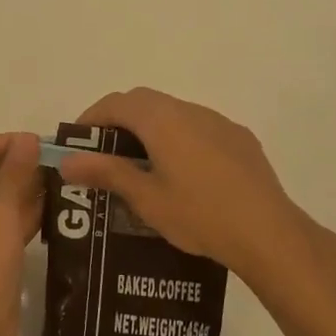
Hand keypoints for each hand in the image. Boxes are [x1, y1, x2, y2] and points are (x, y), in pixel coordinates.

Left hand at [0, 129, 43, 335]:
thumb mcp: (1, 216)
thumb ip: (15, 174)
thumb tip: (27, 138)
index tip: (28, 151)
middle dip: (15, 159)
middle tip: (52, 164)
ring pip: (0, 190)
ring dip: (27, 184)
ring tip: (63, 183)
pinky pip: (9, 216)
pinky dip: (29, 210)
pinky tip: (59, 210)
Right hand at [58, 88, 318, 287]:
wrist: (268, 233)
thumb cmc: (199, 215)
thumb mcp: (145, 198)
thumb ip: (106, 172)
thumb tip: (66, 161)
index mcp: (162, 119)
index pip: (116, 103)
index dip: (92, 118)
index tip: (77, 142)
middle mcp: (190, 110)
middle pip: (145, 102)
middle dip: (119, 120)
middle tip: (104, 153)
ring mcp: (219, 122)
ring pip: (174, 113)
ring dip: (151, 129)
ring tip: (141, 165)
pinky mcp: (240, 138)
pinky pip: (199, 128)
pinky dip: (179, 138)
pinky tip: (183, 174)